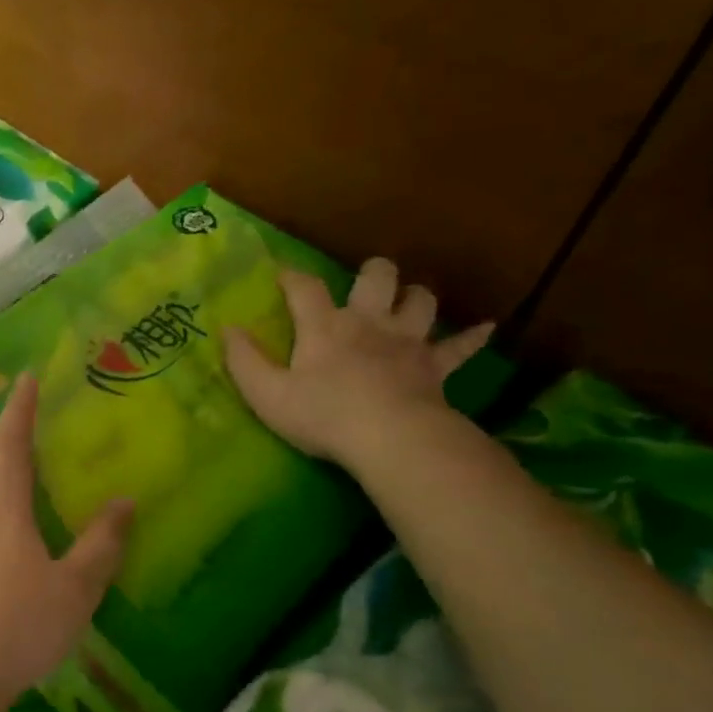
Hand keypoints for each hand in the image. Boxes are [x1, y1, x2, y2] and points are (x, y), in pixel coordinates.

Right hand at [224, 258, 493, 468]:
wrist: (390, 438)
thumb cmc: (322, 416)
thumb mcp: (266, 393)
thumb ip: (243, 360)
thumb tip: (227, 329)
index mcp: (325, 327)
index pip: (304, 288)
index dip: (292, 277)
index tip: (282, 273)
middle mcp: (368, 322)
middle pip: (377, 277)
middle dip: (372, 273)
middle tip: (364, 284)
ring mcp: (407, 342)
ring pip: (420, 301)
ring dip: (415, 297)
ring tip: (408, 302)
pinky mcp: (435, 367)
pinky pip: (460, 347)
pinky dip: (471, 337)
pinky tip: (485, 328)